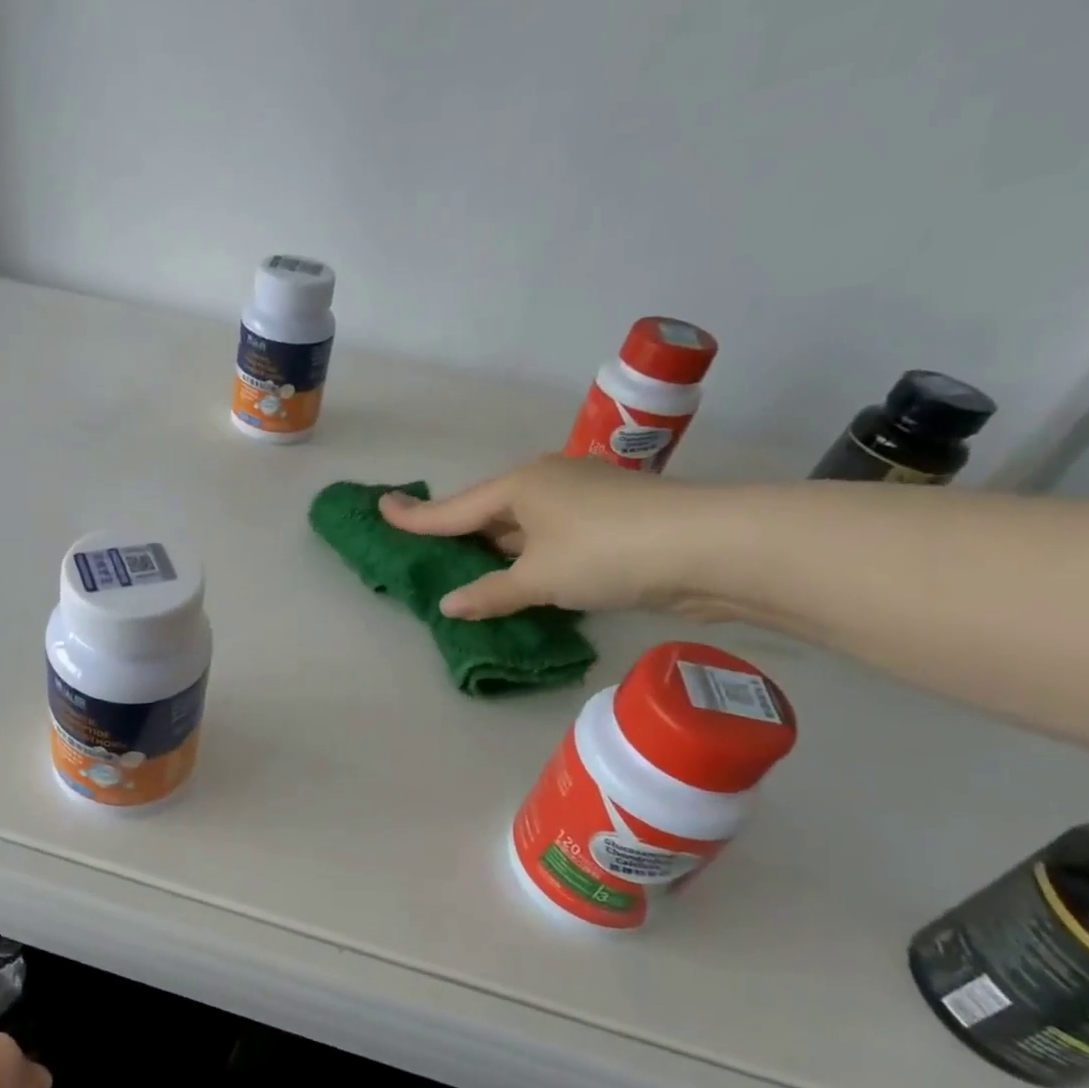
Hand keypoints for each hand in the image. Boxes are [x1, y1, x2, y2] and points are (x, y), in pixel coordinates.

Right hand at [379, 456, 714, 619]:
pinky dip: (532, 557)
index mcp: (521, 485)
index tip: (382, 507)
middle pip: (489, 511)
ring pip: (523, 525)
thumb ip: (491, 593)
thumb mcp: (539, 578)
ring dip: (499, 548)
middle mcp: (547, 482)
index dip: (416, 516)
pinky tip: (527, 578)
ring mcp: (582, 498)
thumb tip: (449, 605)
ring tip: (470, 570)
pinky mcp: (610, 520)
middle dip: (460, 531)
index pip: (455, 509)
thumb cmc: (605, 552)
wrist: (706, 547)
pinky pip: (551, 537)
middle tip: (427, 548)